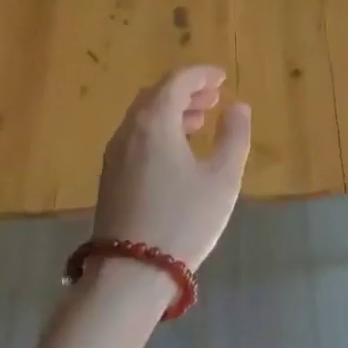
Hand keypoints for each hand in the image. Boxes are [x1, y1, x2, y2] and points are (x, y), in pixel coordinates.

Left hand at [93, 65, 251, 272]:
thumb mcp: (222, 179)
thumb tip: (237, 107)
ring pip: (143, 117)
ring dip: (172, 111)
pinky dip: (158, 130)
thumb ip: (234, 137)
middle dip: (186, 91)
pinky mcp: (110, 177)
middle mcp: (129, 130)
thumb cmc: (184, 220)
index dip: (201, 74)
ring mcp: (114, 154)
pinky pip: (136, 136)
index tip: (222, 78)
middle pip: (156, 95)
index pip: (177, 81)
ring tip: (200, 121)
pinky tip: (177, 151)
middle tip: (214, 98)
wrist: (130, 273)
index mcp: (155, 122)